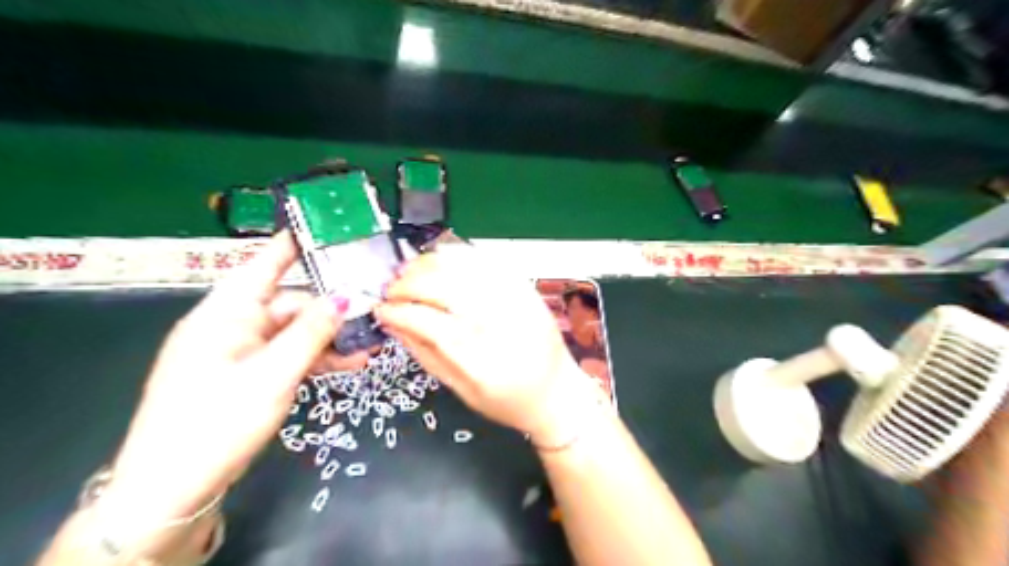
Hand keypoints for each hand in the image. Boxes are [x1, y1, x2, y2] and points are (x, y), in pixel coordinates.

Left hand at [106, 233, 367, 522]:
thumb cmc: (218, 421)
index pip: (263, 264)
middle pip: (288, 303)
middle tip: (372, 314)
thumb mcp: (273, 375)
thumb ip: (312, 333)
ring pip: (291, 333)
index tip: (326, 227)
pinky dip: (314, 359)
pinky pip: (285, 356)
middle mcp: (231, 325)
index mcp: (225, 313)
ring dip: (328, 338)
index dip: (294, 244)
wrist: (171, 490)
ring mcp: (238, 352)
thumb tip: (346, 297)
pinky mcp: (245, 376)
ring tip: (369, 346)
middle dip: (330, 309)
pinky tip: (348, 365)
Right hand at [373, 244, 587, 444]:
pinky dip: (458, 255)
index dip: (399, 310)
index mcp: (483, 361)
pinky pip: (487, 260)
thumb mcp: (461, 391)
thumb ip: (424, 354)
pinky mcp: (526, 288)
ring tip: (411, 274)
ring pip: (464, 266)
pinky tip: (441, 260)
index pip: (431, 323)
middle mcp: (501, 325)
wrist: (557, 393)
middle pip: (445, 287)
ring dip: (429, 264)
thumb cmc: (507, 401)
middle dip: (408, 283)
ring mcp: (517, 301)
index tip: (382, 309)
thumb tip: (391, 322)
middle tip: (392, 291)